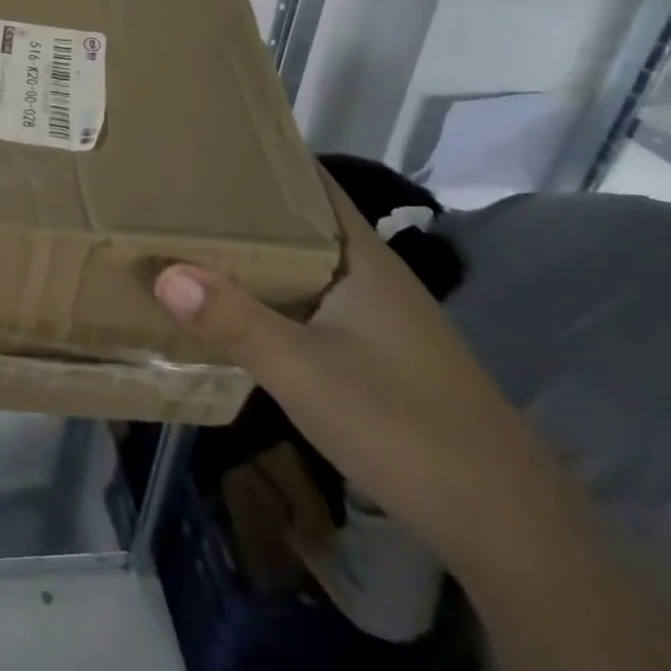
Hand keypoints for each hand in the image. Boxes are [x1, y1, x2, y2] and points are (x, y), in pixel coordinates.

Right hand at [154, 167, 551, 569]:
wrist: (507, 525)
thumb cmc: (404, 425)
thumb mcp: (304, 372)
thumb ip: (235, 321)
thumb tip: (163, 272)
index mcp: (362, 257)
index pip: (311, 181)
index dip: (264, 158)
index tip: (209, 145)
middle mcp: (371, 275)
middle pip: (301, 222)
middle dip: (245, 207)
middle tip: (180, 193)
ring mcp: (378, 317)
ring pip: (305, 267)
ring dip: (257, 254)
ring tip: (193, 240)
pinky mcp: (378, 356)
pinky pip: (311, 304)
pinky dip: (274, 295)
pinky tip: (239, 310)